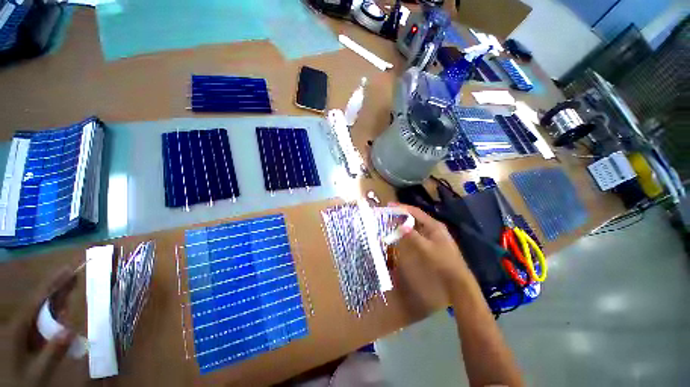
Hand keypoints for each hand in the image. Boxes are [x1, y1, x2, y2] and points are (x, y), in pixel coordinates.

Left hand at [2, 267, 76, 386]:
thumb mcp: (38, 373)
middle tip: (74, 276)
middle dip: (56, 289)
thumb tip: (70, 330)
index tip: (68, 269)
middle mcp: (19, 324)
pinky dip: (53, 313)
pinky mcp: (25, 336)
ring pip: (40, 310)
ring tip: (71, 287)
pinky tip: (62, 312)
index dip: (52, 284)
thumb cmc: (22, 381)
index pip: (37, 301)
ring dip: (56, 300)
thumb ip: (52, 353)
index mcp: (19, 328)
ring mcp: (21, 330)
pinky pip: (40, 320)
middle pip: (39, 302)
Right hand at [391, 203, 472, 288]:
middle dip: (402, 214)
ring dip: (404, 222)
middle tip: (388, 214)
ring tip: (392, 222)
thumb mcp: (426, 248)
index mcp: (433, 225)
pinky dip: (408, 230)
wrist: (457, 279)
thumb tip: (400, 225)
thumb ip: (412, 235)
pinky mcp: (432, 242)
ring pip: (416, 224)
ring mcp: (433, 234)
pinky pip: (417, 232)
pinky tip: (402, 233)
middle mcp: (433, 226)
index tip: (389, 205)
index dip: (402, 207)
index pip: (415, 211)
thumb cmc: (442, 261)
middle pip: (415, 216)